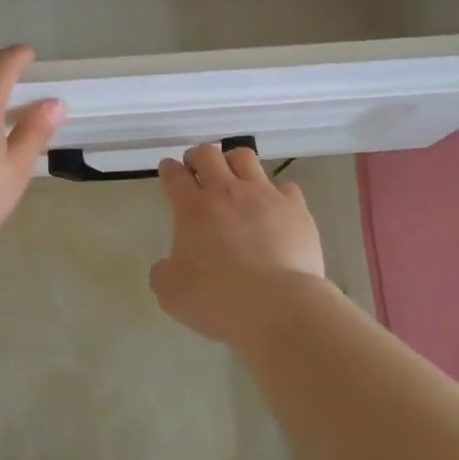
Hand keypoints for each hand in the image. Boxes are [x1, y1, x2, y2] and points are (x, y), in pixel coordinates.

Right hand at [149, 143, 328, 344]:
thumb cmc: (217, 299)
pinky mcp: (295, 208)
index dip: (169, 169)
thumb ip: (163, 273)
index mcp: (193, 208)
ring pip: (245, 158)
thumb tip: (165, 266)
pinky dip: (275, 193)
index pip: (175, 175)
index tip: (168, 169)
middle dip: (198, 156)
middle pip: (208, 154)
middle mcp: (227, 192)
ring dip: (233, 162)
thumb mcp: (172, 294)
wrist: (277, 306)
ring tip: (234, 177)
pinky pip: (284, 186)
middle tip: (196, 168)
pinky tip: (273, 208)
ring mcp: (264, 195)